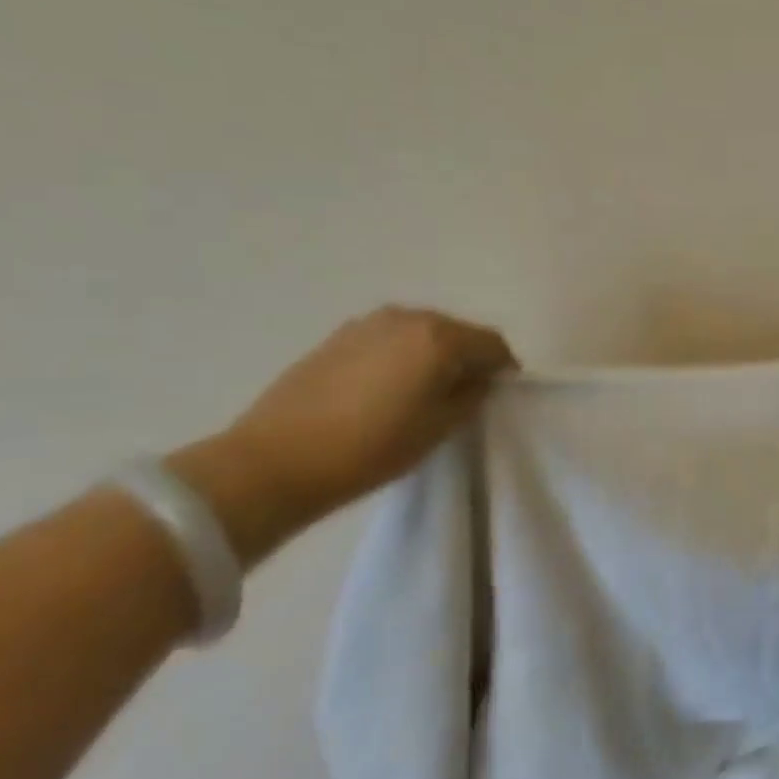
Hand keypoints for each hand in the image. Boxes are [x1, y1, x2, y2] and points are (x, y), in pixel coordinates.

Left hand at [168, 306, 514, 561]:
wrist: (274, 461)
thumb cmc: (371, 448)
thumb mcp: (439, 428)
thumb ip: (471, 396)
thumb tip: (478, 380)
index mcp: (439, 337)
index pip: (493, 344)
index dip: (503, 369)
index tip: (498, 395)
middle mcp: (408, 317)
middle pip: (458, 332)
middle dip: (468, 359)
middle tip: (462, 395)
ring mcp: (368, 323)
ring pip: (421, 333)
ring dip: (432, 356)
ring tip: (421, 393)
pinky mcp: (338, 336)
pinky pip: (389, 339)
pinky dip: (400, 356)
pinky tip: (385, 389)